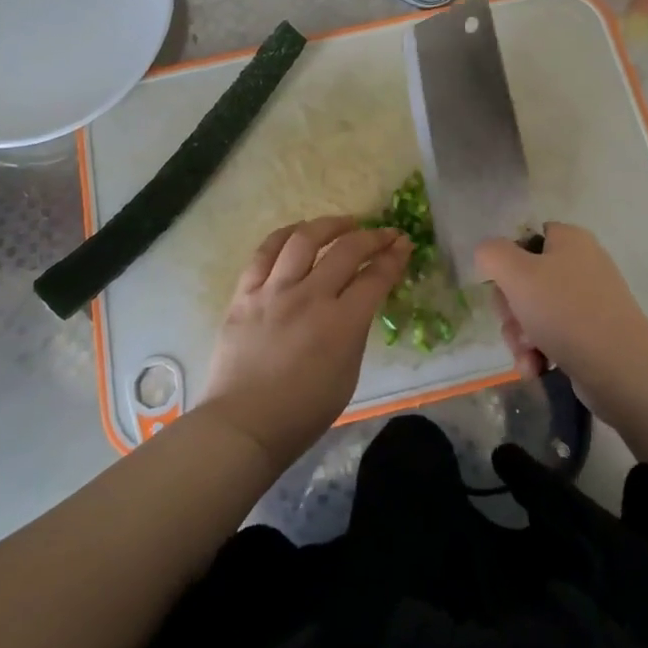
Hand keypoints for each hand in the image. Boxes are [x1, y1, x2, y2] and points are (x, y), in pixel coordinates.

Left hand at [202, 215, 410, 468]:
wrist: (244, 424)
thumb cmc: (303, 411)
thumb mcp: (348, 374)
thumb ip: (355, 330)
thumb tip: (359, 300)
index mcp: (340, 325)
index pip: (375, 278)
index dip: (394, 258)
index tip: (404, 245)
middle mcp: (309, 298)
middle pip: (346, 250)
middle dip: (372, 237)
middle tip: (384, 233)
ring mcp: (273, 292)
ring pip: (304, 239)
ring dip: (330, 224)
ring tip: (345, 224)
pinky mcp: (245, 293)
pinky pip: (265, 252)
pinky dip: (285, 235)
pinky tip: (299, 231)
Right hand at [473, 223, 647, 390]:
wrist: (621, 369)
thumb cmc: (565, 312)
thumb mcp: (517, 274)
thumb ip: (492, 254)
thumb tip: (488, 256)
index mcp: (569, 240)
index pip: (525, 239)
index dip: (506, 263)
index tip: (502, 287)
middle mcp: (582, 264)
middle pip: (525, 280)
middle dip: (511, 310)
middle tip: (514, 326)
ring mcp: (590, 301)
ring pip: (535, 313)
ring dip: (521, 337)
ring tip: (527, 356)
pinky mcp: (594, 334)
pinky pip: (554, 337)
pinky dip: (540, 353)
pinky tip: (537, 368)